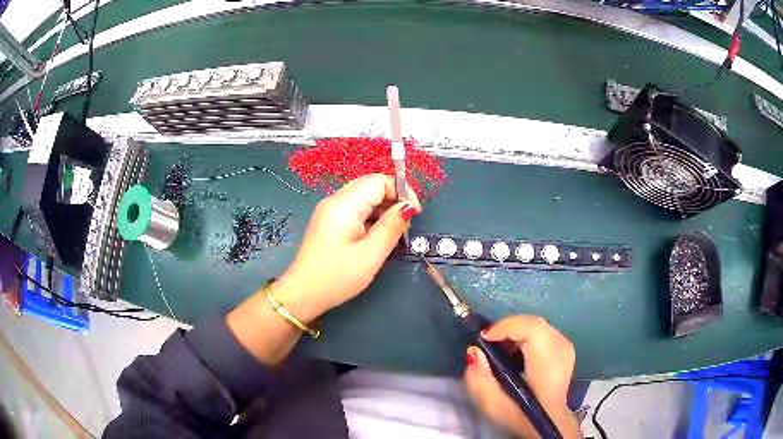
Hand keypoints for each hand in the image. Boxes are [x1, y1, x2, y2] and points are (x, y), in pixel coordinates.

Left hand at [273, 174, 420, 321]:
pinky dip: (371, 216)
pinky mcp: (328, 221)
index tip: (414, 215)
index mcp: (344, 204)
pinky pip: (355, 208)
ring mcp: (329, 210)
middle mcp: (335, 200)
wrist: (302, 294)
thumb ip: (391, 227)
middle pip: (370, 185)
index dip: (401, 192)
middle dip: (393, 198)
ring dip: (383, 208)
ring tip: (393, 232)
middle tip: (405, 224)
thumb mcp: (370, 255)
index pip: (379, 181)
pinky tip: (376, 236)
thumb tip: (409, 207)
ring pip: (363, 196)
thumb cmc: (337, 277)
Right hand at [464, 316, 580, 438]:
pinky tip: (515, 353)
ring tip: (499, 349)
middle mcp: (562, 348)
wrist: (548, 422)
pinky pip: (542, 332)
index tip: (483, 338)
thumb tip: (474, 351)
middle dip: (507, 328)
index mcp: (548, 362)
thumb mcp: (492, 405)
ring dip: (515, 332)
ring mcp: (566, 347)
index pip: (532, 329)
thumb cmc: (520, 415)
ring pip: (537, 326)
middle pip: (533, 324)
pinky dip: (525, 336)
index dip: (505, 326)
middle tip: (488, 343)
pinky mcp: (565, 349)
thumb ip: (479, 378)